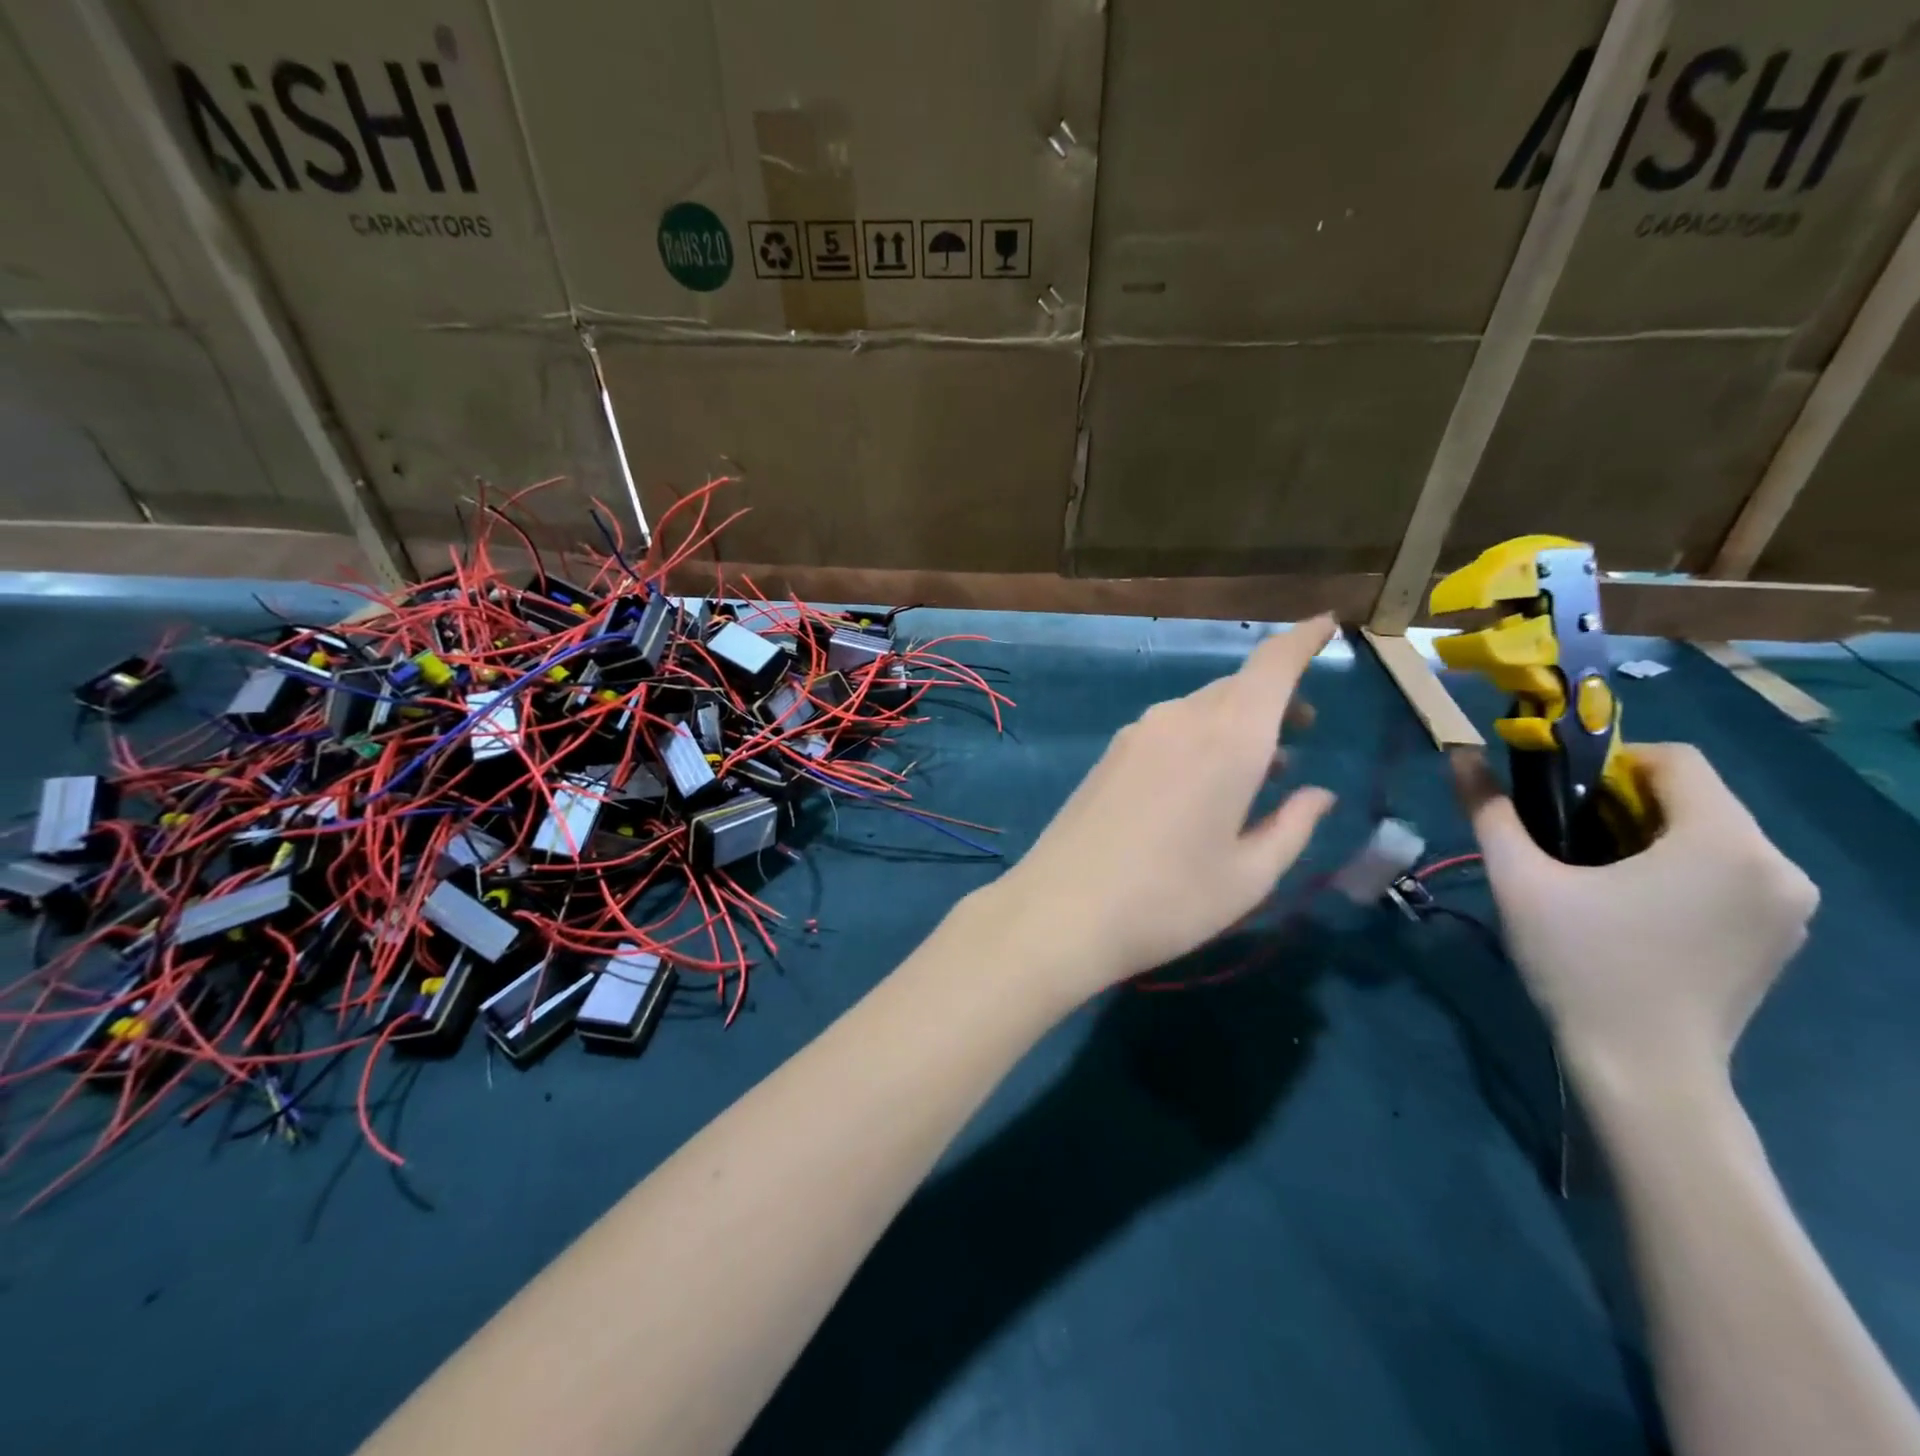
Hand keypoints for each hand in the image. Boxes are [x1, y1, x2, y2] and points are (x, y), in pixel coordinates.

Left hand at [983, 615, 1337, 998]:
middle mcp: (1180, 720)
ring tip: (1259, 768)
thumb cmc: (1171, 900)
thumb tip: (1319, 794)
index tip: (1328, 625)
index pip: (1272, 665)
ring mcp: (1137, 735)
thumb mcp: (1249, 876)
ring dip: (1235, 723)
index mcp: (1228, 738)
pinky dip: (1199, 738)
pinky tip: (1201, 784)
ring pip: (1200, 709)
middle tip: (1301, 734)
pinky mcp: (1109, 755)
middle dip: (1275, 699)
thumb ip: (1293, 827)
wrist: (1061, 911)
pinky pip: (1168, 729)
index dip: (1303, 640)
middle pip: (1236, 688)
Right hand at [1455, 742, 1818, 1089]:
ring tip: (1594, 875)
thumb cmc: (1581, 965)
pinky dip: (1678, 868)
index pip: (1674, 759)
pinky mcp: (1781, 935)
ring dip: (1650, 835)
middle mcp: (1776, 864)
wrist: (1643, 1070)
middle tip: (1566, 839)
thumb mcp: (1520, 881)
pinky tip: (1633, 907)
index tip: (1560, 796)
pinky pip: (1728, 871)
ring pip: (1710, 834)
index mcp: (1723, 842)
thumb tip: (1459, 754)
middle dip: (1625, 803)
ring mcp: (1788, 905)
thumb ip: (1491, 810)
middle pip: (1694, 797)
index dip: (1609, 762)